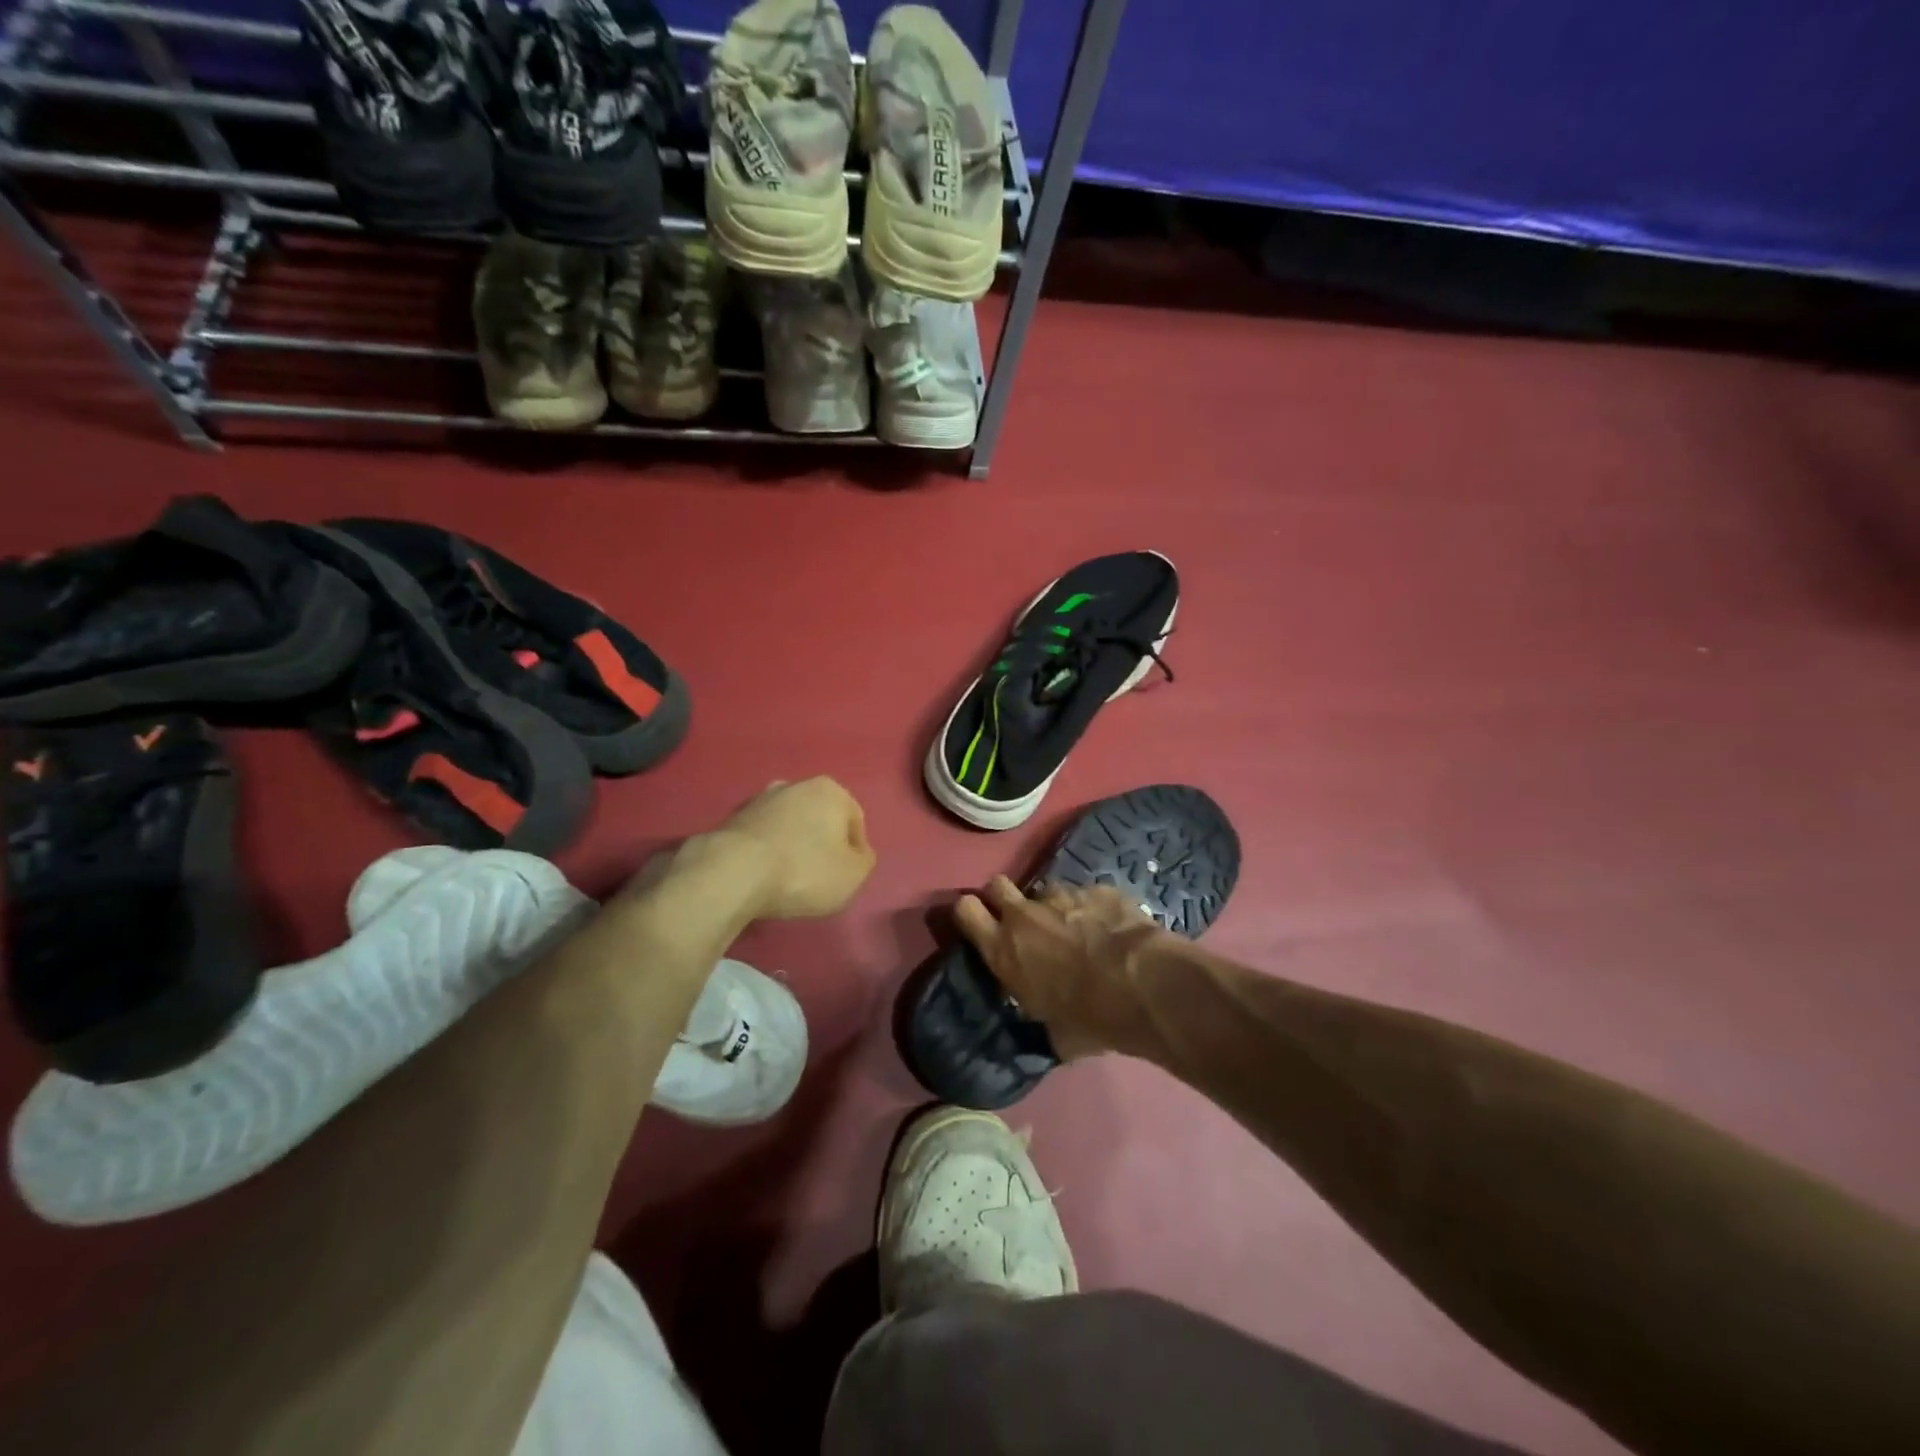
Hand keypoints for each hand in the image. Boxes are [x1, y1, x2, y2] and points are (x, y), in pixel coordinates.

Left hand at [714, 777, 875, 919]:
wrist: (733, 873)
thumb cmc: (804, 870)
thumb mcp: (854, 875)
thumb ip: (864, 861)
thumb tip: (857, 854)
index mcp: (831, 790)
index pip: (855, 821)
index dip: (855, 852)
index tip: (845, 877)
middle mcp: (795, 785)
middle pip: (820, 819)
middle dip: (822, 844)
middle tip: (819, 877)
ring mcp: (759, 799)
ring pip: (789, 826)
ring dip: (793, 847)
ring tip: (788, 880)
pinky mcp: (732, 819)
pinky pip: (762, 837)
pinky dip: (767, 853)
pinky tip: (763, 877)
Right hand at [953, 877, 1168, 1059]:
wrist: (1142, 985)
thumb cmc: (1090, 1018)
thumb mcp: (1052, 1031)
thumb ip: (1038, 1013)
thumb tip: (1045, 1021)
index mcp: (1004, 949)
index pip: (965, 910)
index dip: (971, 913)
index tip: (982, 924)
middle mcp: (1025, 915)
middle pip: (997, 885)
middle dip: (1005, 899)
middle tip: (1023, 923)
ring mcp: (1062, 896)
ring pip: (1046, 891)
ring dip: (1054, 908)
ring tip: (1077, 931)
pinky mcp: (1097, 889)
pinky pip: (1087, 895)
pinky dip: (1093, 910)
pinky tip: (1111, 930)